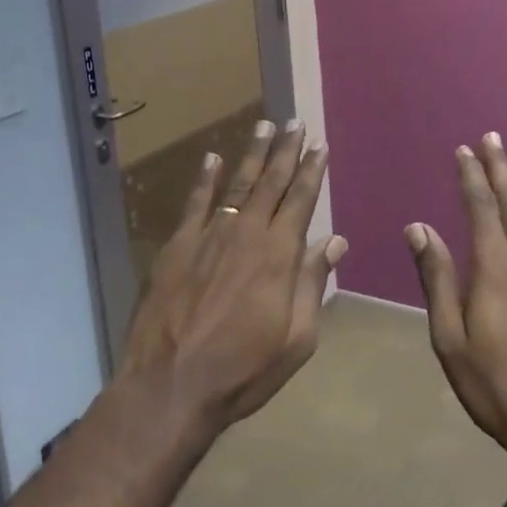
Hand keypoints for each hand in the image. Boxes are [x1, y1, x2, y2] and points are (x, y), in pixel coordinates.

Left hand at [119, 120, 346, 435]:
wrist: (171, 383)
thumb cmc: (243, 370)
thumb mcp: (295, 339)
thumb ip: (313, 283)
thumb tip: (334, 241)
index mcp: (279, 255)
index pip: (301, 200)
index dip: (312, 171)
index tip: (320, 146)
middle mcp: (247, 233)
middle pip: (271, 182)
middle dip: (285, 150)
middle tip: (295, 123)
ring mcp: (209, 234)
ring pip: (237, 184)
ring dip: (252, 154)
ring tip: (263, 125)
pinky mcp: (178, 244)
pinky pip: (196, 201)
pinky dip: (205, 178)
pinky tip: (212, 157)